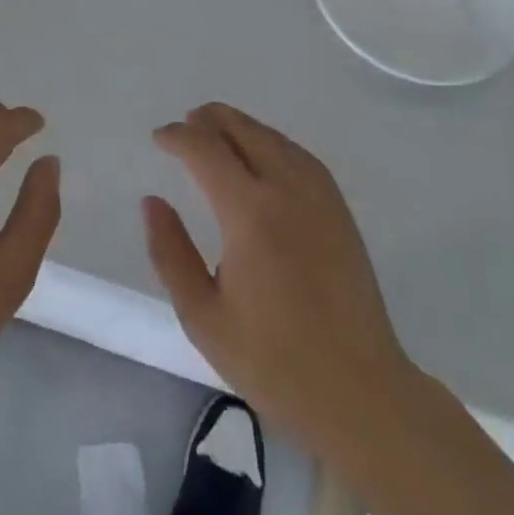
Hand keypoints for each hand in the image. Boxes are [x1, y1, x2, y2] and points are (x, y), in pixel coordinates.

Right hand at [143, 103, 419, 462]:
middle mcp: (286, 190)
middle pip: (243, 131)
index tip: (159, 138)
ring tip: (217, 129)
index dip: (178, 137)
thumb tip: (152, 202)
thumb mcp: (203, 317)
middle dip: (210, 120)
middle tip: (185, 124)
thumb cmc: (274, 362)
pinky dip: (272, 140)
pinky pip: (300, 155)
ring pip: (273, 138)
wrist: (361, 394)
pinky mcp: (340, 210)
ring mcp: (319, 197)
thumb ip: (170, 253)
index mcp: (249, 214)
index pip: (206, 150)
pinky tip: (263, 152)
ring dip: (241, 126)